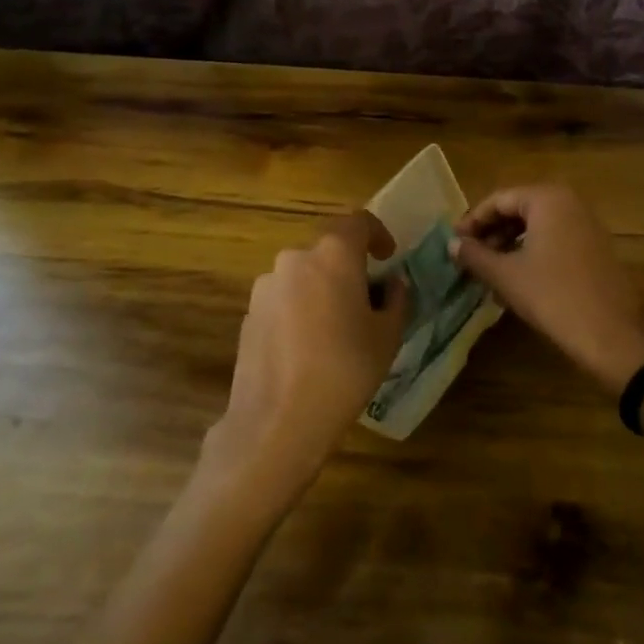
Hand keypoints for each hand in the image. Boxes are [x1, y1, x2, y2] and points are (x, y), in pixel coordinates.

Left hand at [206, 213, 407, 498]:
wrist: (277, 422)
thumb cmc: (344, 371)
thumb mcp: (387, 337)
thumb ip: (395, 300)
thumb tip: (392, 284)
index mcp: (333, 255)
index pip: (357, 221)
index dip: (377, 233)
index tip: (388, 257)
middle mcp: (295, 259)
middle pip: (328, 250)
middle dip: (349, 267)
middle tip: (367, 299)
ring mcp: (266, 286)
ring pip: (303, 275)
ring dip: (322, 289)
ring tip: (337, 328)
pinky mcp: (249, 314)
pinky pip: (283, 298)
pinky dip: (300, 309)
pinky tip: (308, 348)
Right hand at [450, 184, 643, 395]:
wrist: (610, 336)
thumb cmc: (552, 296)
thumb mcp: (506, 276)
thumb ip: (475, 255)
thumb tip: (452, 244)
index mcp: (548, 199)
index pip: (499, 199)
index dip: (473, 220)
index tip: (454, 242)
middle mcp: (570, 202)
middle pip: (520, 209)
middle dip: (492, 232)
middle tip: (470, 256)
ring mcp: (588, 225)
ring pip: (538, 226)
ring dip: (511, 243)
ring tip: (489, 269)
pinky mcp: (597, 248)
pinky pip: (556, 239)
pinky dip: (533, 251)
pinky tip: (518, 278)